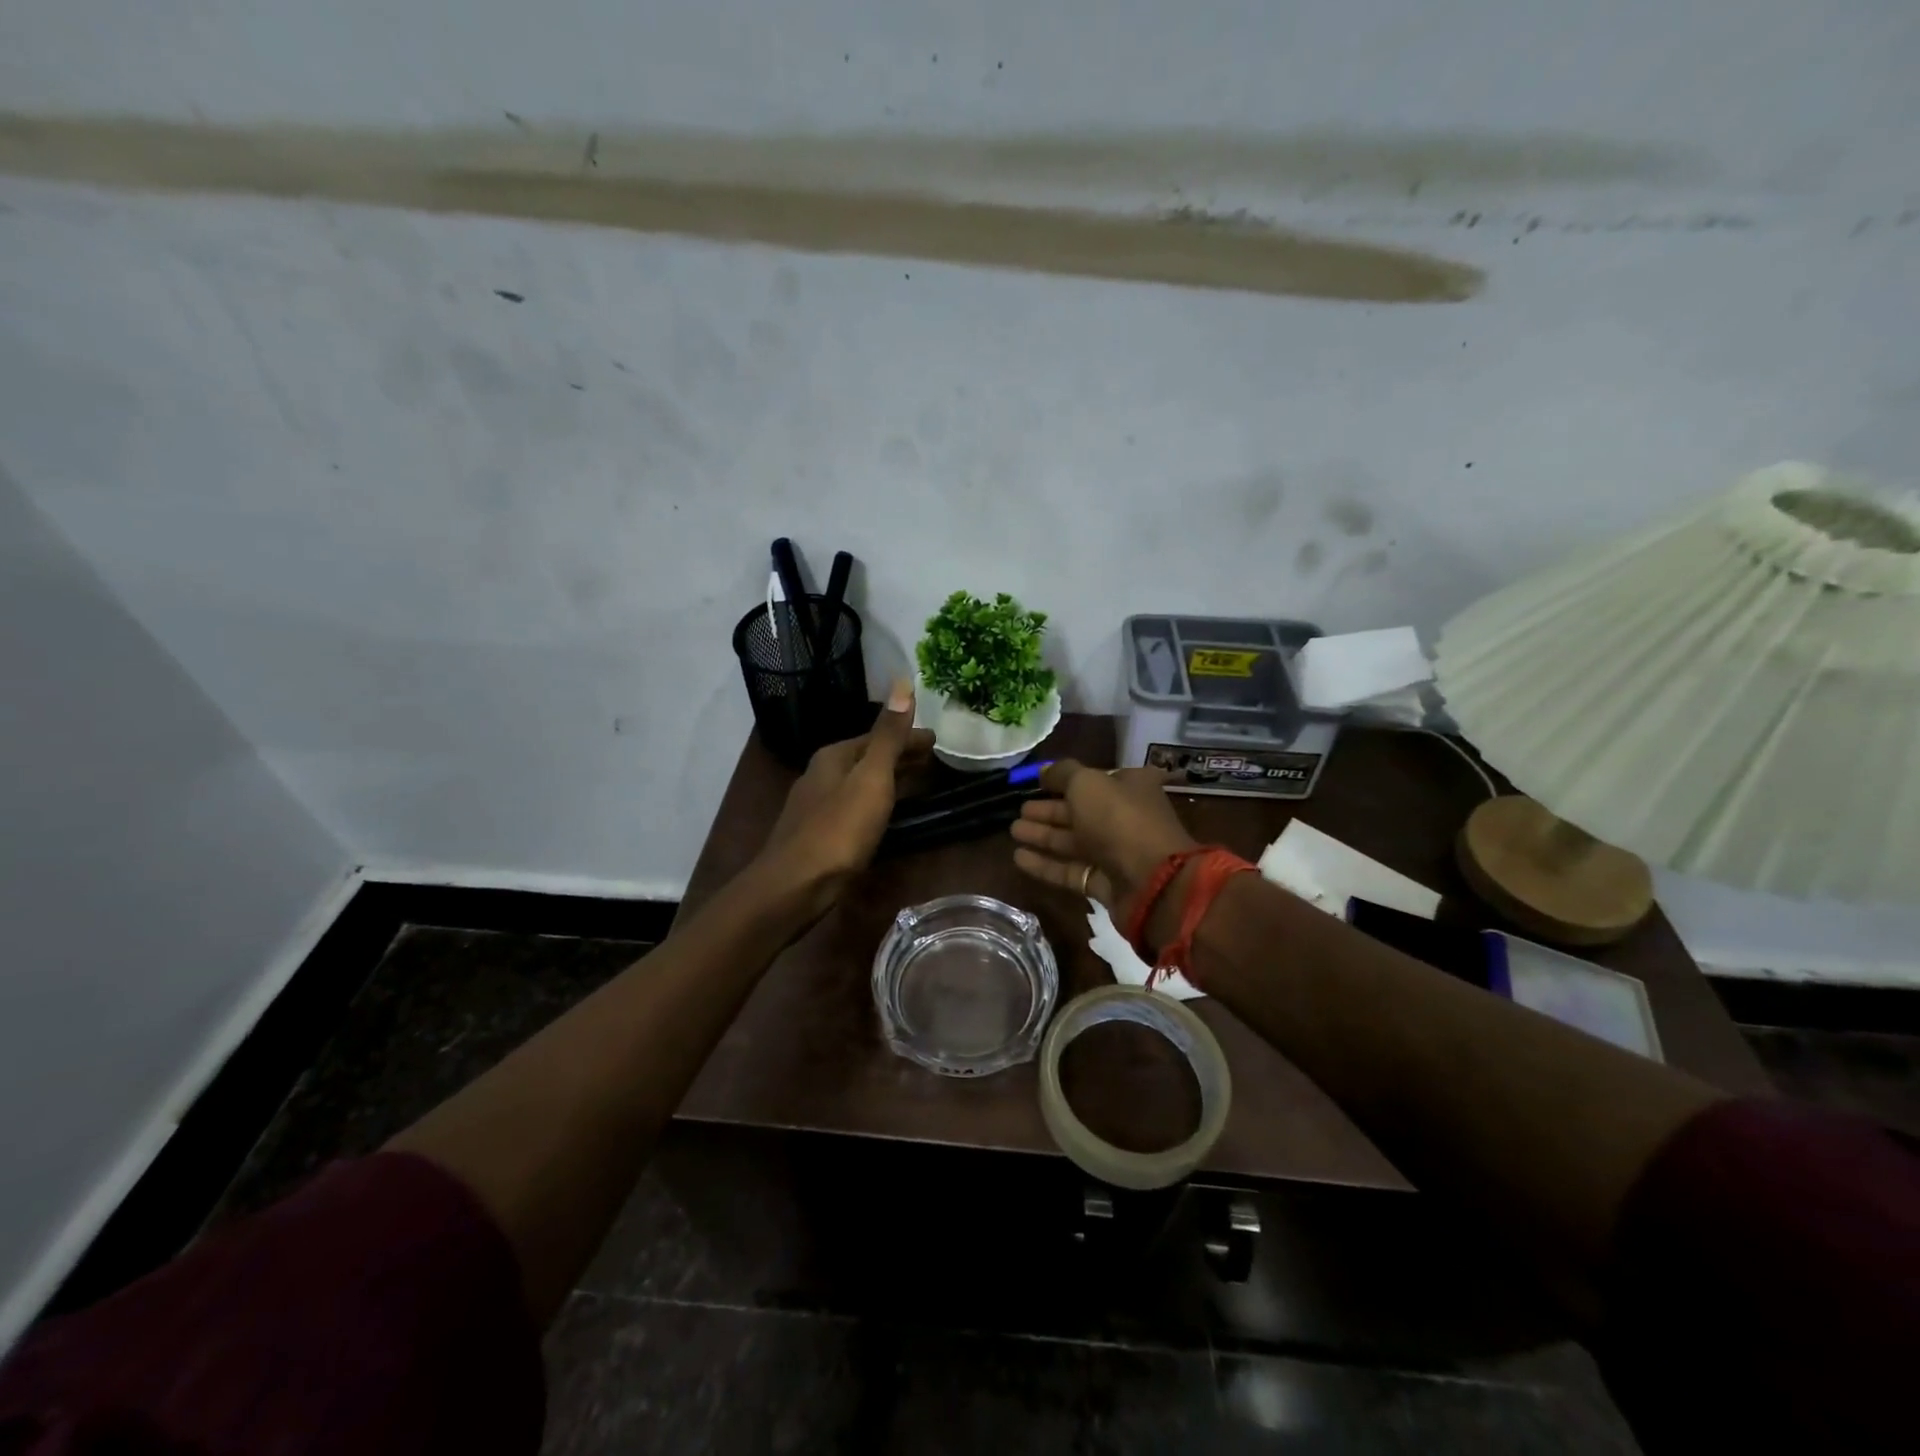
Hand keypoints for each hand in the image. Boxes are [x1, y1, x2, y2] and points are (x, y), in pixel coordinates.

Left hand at [754, 680, 933, 923]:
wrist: (795, 885)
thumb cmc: (839, 829)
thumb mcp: (871, 778)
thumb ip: (888, 735)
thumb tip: (902, 681)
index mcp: (834, 756)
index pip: (878, 735)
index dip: (909, 736)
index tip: (937, 740)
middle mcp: (821, 774)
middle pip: (867, 757)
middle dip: (898, 755)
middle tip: (932, 759)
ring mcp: (816, 804)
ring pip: (860, 782)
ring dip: (888, 778)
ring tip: (916, 782)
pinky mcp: (818, 833)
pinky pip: (855, 805)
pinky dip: (876, 801)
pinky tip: (884, 815)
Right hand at [1009, 761, 1196, 934]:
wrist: (1153, 882)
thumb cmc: (1120, 820)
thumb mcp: (1087, 783)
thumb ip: (1062, 773)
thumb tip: (1043, 770)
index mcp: (1130, 786)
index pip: (1093, 779)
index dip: (1064, 780)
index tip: (1036, 782)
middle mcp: (1125, 817)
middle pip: (1080, 811)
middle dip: (1048, 810)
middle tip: (1018, 809)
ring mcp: (1116, 853)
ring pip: (1073, 841)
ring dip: (1043, 835)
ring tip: (1012, 831)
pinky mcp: (1106, 884)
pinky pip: (1071, 870)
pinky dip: (1046, 864)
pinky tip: (1018, 858)